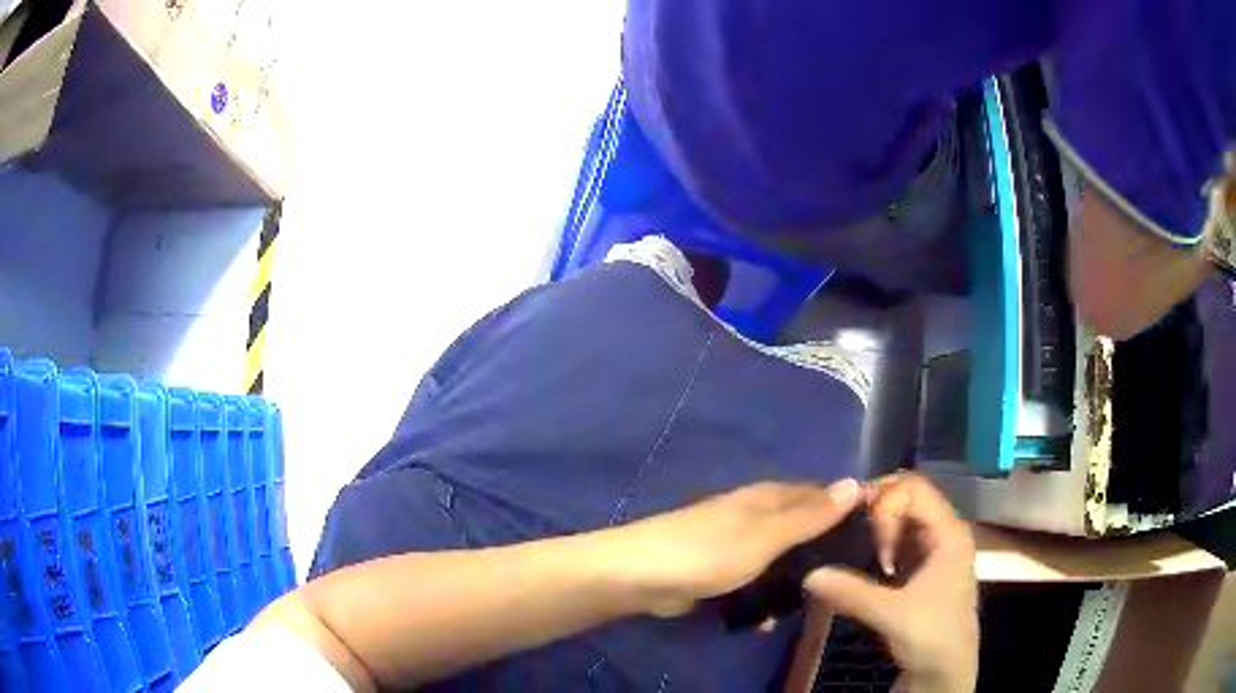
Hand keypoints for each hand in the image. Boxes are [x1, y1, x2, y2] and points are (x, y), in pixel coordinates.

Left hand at [600, 479, 861, 617]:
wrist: (642, 577)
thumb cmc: (709, 551)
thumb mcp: (767, 535)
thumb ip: (811, 515)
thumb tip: (856, 483)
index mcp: (769, 497)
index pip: (822, 495)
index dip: (848, 511)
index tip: (878, 537)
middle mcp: (757, 515)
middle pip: (803, 529)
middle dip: (822, 553)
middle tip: (849, 580)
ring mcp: (738, 545)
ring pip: (781, 560)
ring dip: (793, 582)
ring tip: (812, 606)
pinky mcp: (722, 572)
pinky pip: (756, 583)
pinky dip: (764, 599)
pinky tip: (770, 621)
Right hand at [805, 474, 977, 692]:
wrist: (945, 672)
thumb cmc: (930, 635)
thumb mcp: (891, 614)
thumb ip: (850, 591)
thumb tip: (809, 573)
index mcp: (948, 532)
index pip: (914, 488)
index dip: (885, 502)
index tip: (868, 537)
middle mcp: (943, 533)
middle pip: (907, 498)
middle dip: (877, 513)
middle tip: (854, 540)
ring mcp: (933, 551)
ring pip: (901, 521)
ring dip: (876, 530)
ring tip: (853, 551)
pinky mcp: (921, 569)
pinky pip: (898, 542)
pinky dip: (878, 545)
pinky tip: (862, 564)